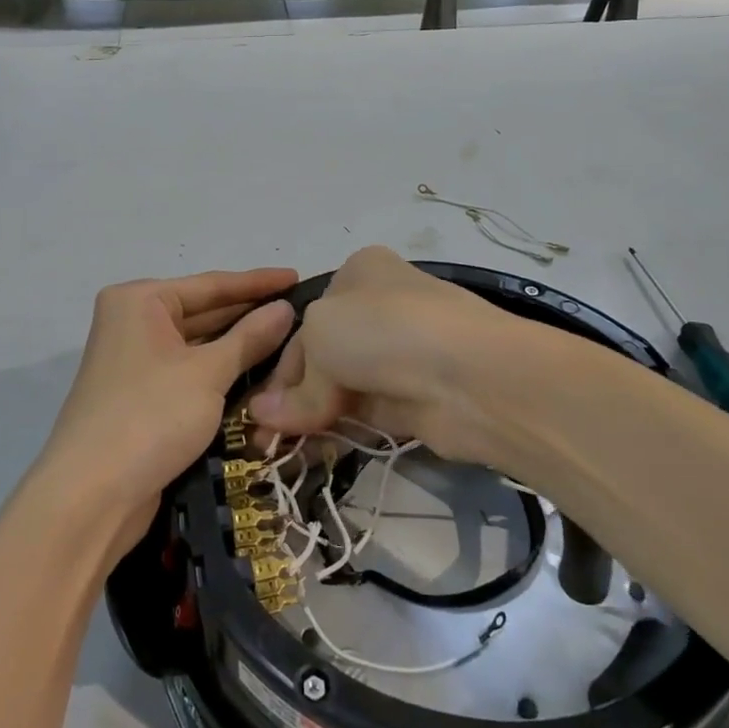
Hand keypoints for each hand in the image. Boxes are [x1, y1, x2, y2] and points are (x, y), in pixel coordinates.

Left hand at [37, 268, 297, 558]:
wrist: (90, 497)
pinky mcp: (141, 395)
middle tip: (301, 313)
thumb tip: (285, 308)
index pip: (211, 284)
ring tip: (291, 341)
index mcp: (140, 301)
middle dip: (250, 316)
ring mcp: (135, 361)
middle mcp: (133, 322)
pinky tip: (258, 374)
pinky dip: (220, 373)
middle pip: (203, 312)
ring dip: (239, 347)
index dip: (258, 283)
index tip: (298, 277)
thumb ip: (250, 338)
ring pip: (198, 346)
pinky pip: (189, 372)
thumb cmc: (150, 416)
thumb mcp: (208, 374)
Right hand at [248, 247, 532, 465]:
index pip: (305, 322)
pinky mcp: (415, 398)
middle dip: (291, 396)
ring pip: (343, 388)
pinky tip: (312, 453)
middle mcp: (379, 308)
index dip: (279, 366)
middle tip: (262, 438)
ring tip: (277, 452)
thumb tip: (263, 417)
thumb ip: (295, 384)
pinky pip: (365, 415)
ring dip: (310, 418)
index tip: (257, 407)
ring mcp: (400, 355)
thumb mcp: (322, 336)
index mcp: (358, 273)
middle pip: (322, 357)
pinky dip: (338, 432)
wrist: (471, 375)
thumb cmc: (385, 330)